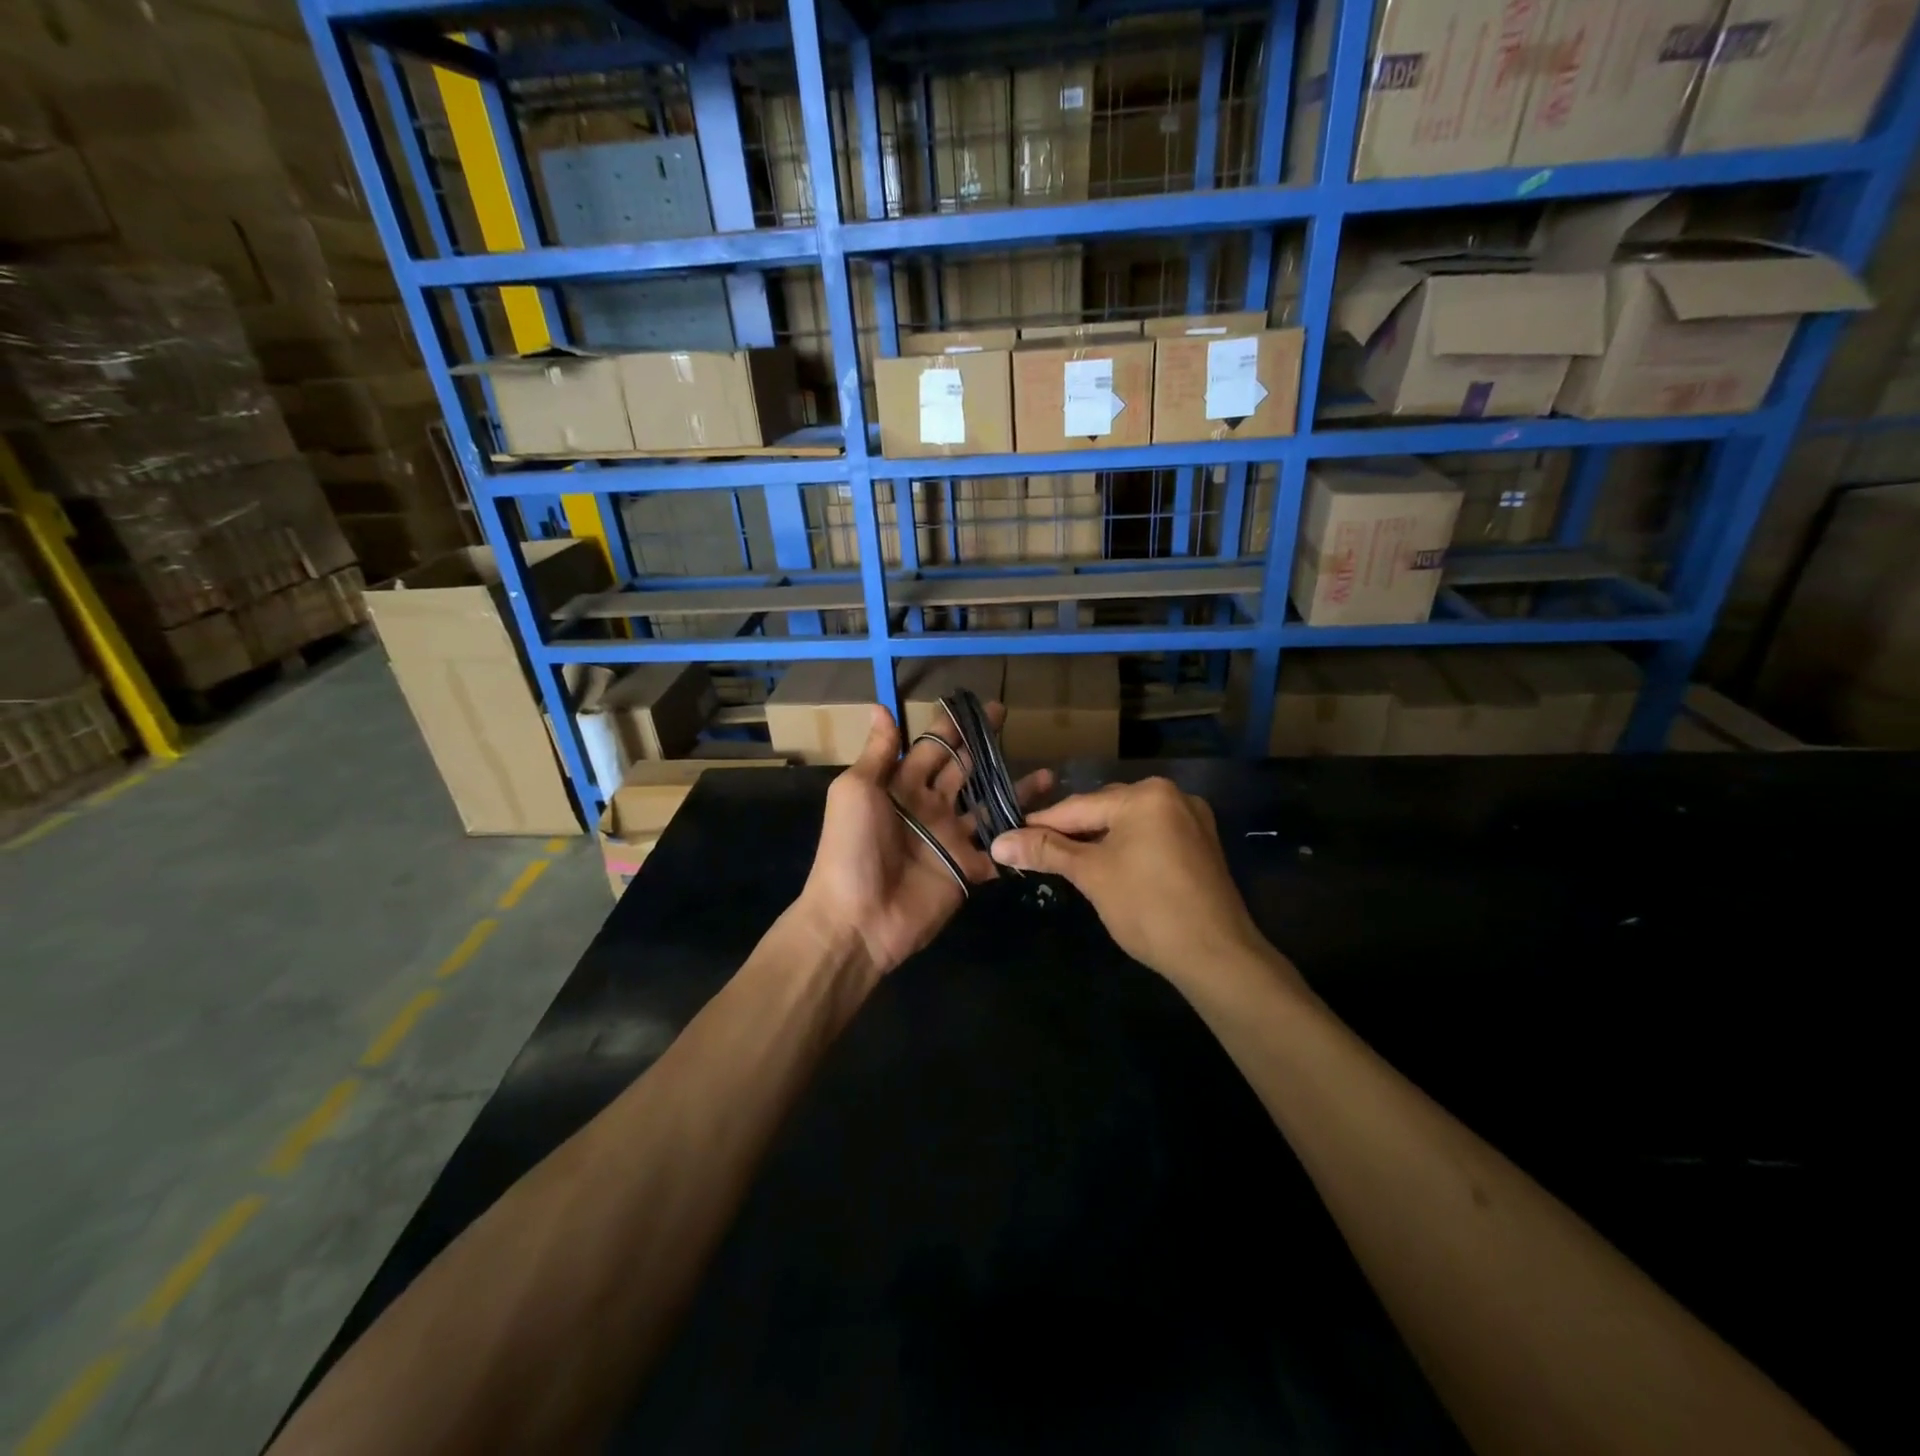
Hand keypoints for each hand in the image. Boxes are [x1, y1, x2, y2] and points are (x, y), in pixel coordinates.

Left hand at [795, 703, 1050, 978]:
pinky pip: (998, 850)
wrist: (857, 919)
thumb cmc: (851, 848)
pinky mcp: (967, 870)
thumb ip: (878, 753)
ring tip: (1048, 774)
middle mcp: (930, 807)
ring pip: (989, 807)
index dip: (953, 726)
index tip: (979, 704)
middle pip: (964, 771)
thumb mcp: (855, 791)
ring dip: (1014, 790)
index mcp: (902, 786)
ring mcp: (951, 839)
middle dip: (986, 747)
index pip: (933, 747)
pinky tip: (1047, 822)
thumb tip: (879, 706)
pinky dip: (1019, 837)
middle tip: (1014, 725)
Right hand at [989, 777, 1274, 986]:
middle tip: (1035, 854)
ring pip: (1128, 825)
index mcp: (1146, 794)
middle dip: (1071, 833)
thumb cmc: (1147, 908)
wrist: (1216, 956)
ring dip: (1097, 841)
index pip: (1079, 806)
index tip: (1010, 837)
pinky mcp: (1200, 846)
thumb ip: (1045, 851)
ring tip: (1066, 863)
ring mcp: (1192, 820)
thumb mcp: (1091, 875)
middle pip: (1105, 810)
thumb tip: (999, 842)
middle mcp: (1172, 795)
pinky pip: (1150, 838)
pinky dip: (1125, 849)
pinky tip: (1108, 868)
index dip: (1041, 824)